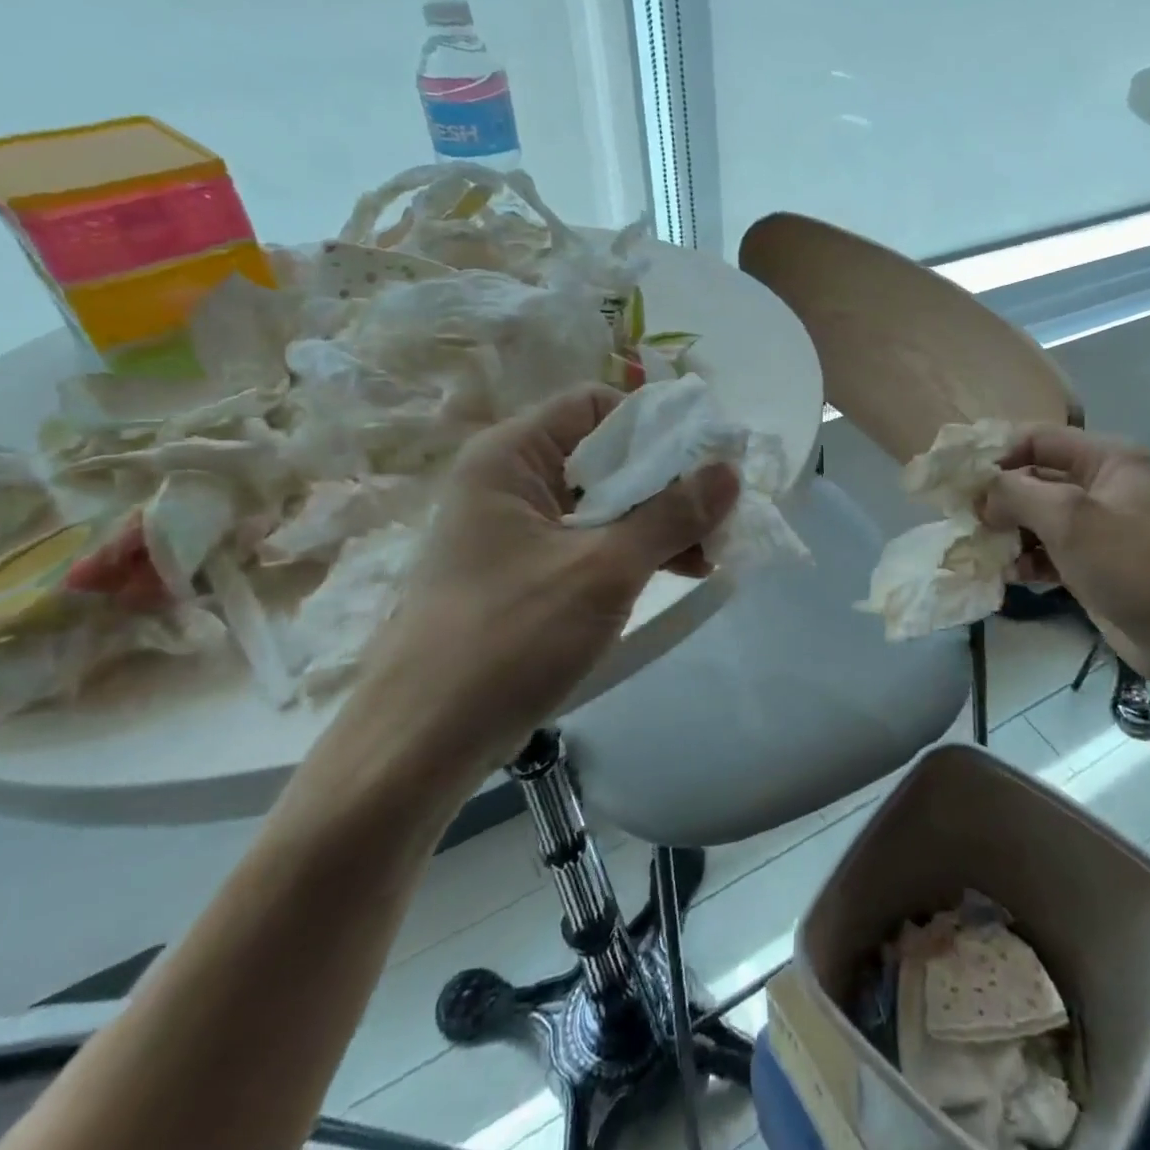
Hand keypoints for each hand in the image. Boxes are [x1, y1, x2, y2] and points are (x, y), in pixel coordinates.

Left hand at [343, 385, 738, 793]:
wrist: (419, 744)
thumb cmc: (509, 638)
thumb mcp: (604, 570)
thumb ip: (672, 515)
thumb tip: (729, 470)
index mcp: (511, 457)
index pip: (595, 405)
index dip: (654, 425)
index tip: (706, 459)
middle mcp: (509, 481)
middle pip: (603, 455)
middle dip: (666, 481)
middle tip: (719, 511)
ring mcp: (513, 530)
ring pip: (601, 502)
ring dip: (656, 520)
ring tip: (709, 552)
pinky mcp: (522, 572)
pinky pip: (588, 541)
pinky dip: (631, 550)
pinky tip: (676, 572)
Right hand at [981, 426, 1149, 677]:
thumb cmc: (1132, 562)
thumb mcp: (1069, 517)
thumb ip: (1016, 493)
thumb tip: (982, 493)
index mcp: (1105, 459)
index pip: (1037, 439)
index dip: (997, 454)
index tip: (961, 480)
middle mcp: (1100, 485)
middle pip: (1033, 479)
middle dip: (999, 499)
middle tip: (966, 520)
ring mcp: (1096, 527)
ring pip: (1036, 518)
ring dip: (1008, 532)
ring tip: (983, 550)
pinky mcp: (1092, 563)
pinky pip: (1047, 551)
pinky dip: (1026, 559)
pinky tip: (1009, 575)